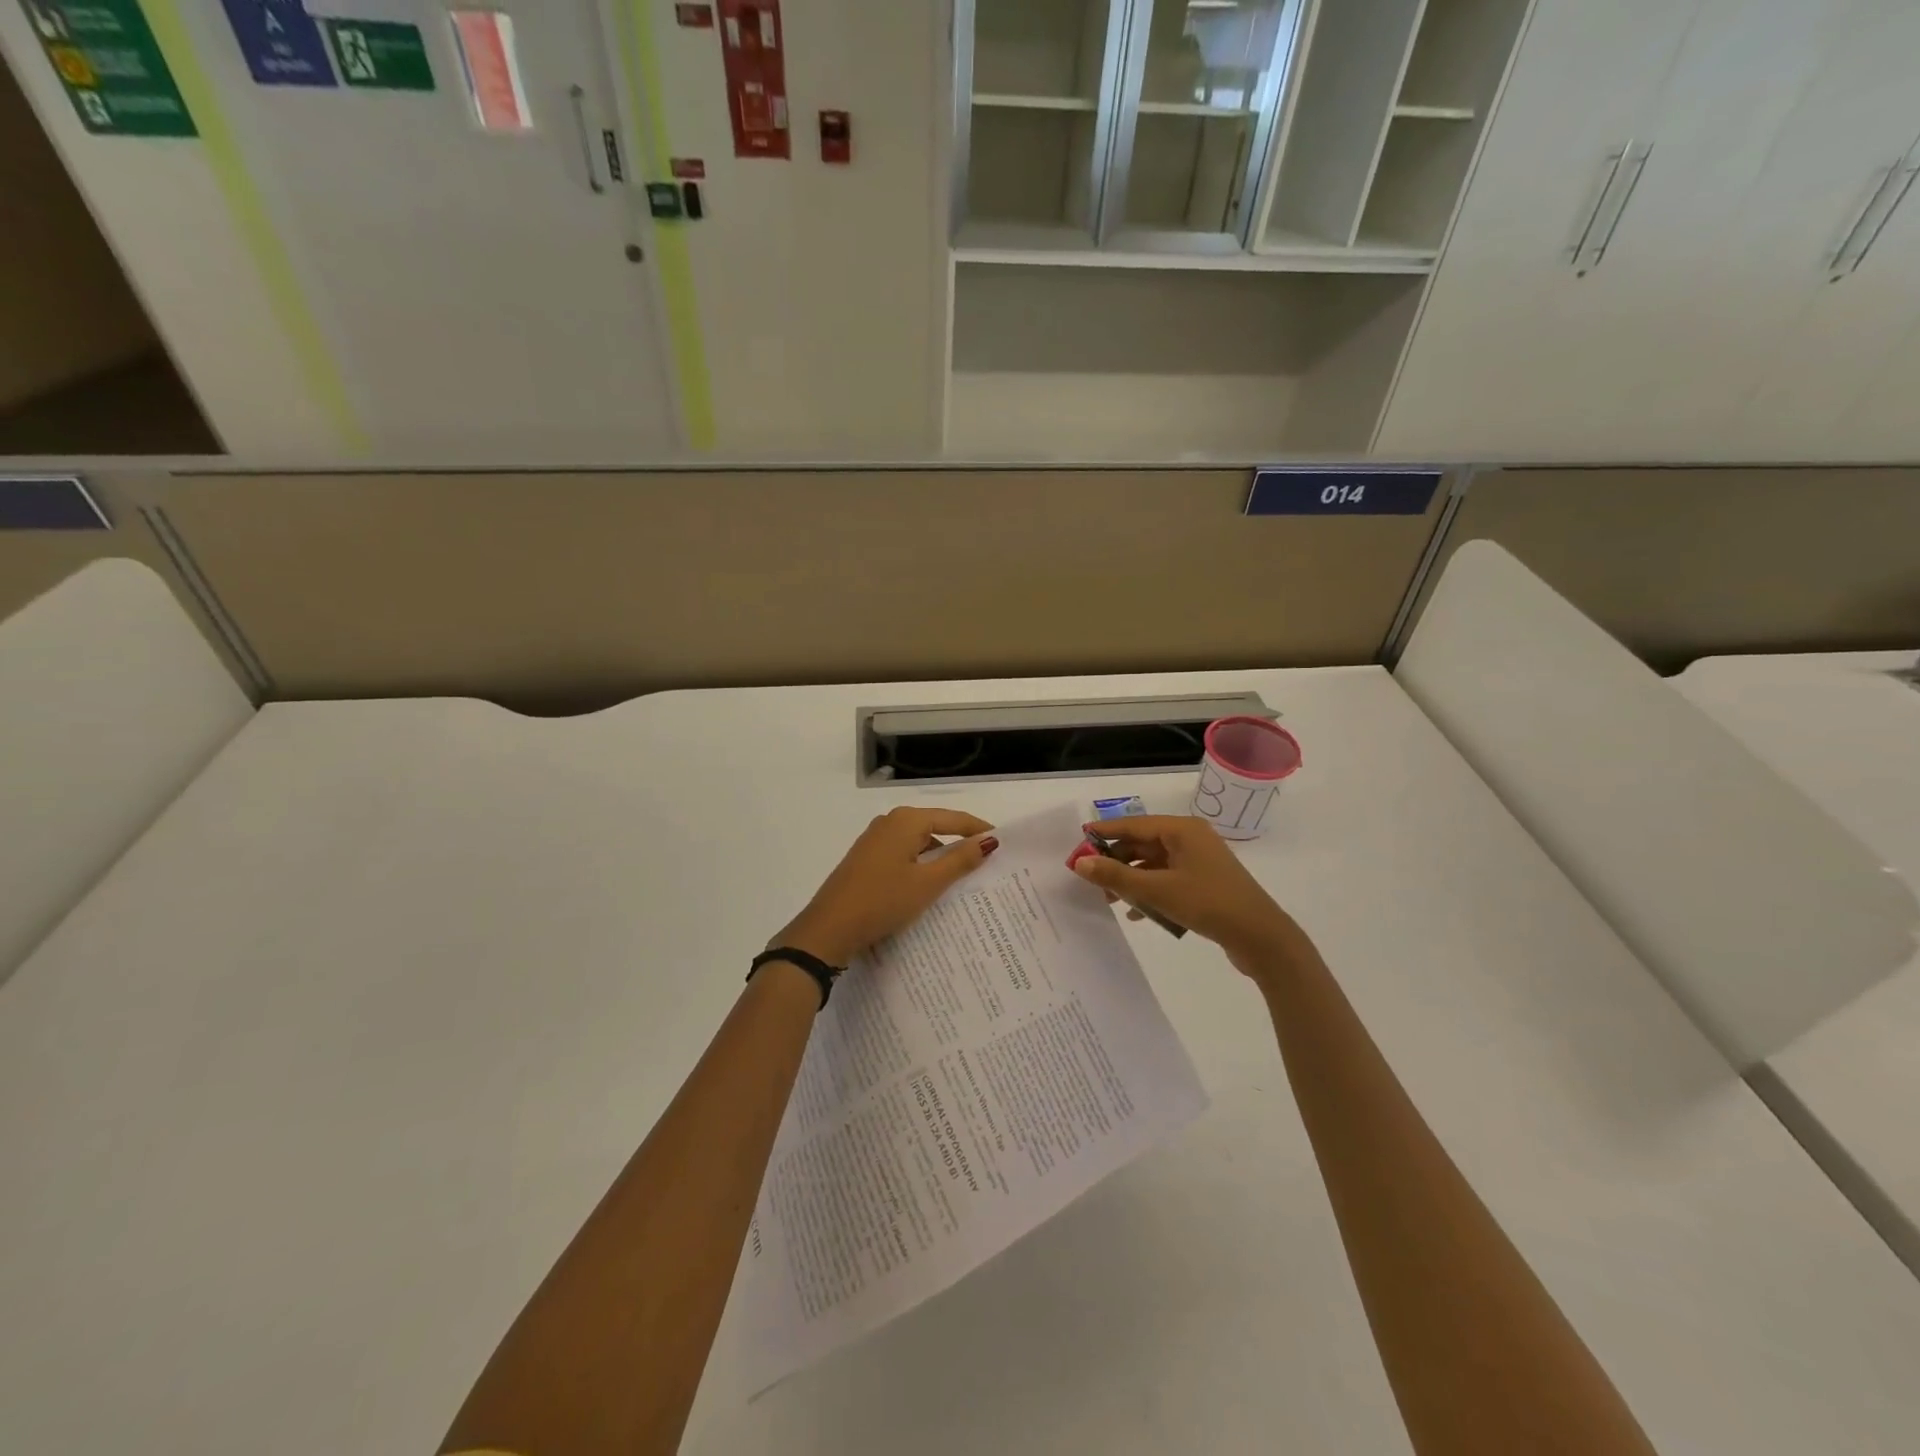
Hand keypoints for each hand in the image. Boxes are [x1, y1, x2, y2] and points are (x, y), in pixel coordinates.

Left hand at [773, 807, 998, 965]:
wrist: (828, 930)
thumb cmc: (882, 901)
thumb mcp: (927, 883)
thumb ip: (960, 859)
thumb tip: (989, 841)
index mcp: (906, 821)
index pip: (953, 818)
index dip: (978, 829)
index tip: (1002, 842)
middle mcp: (889, 822)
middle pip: (935, 827)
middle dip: (959, 843)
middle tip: (987, 861)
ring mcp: (874, 840)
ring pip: (918, 843)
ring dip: (939, 857)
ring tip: (964, 877)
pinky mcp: (866, 859)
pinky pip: (903, 855)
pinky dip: (921, 865)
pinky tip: (930, 885)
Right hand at [1071, 815, 1298, 970]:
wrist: (1261, 938)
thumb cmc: (1208, 904)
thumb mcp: (1157, 891)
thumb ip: (1116, 876)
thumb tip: (1080, 862)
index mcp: (1181, 830)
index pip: (1133, 825)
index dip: (1104, 834)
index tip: (1078, 843)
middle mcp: (1190, 839)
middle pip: (1142, 844)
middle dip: (1116, 861)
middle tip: (1090, 879)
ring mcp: (1199, 861)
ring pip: (1153, 864)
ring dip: (1131, 880)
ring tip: (1109, 900)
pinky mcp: (1204, 882)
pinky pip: (1167, 880)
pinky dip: (1150, 892)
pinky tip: (1136, 914)